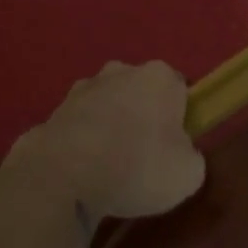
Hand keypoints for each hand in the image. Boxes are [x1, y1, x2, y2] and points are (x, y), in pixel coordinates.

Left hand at [8, 60, 205, 221]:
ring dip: (110, 127)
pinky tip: (83, 171)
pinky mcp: (55, 109)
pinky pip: (80, 125)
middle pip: (141, 93)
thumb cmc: (137, 167)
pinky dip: (83, 141)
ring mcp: (84, 87)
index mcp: (159, 76)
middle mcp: (122, 71)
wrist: (64, 177)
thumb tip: (180, 155)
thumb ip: (192, 157)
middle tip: (144, 158)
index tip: (175, 147)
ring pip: (108, 105)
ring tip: (109, 169)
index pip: (179, 89)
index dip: (180, 118)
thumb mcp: (188, 174)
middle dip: (143, 117)